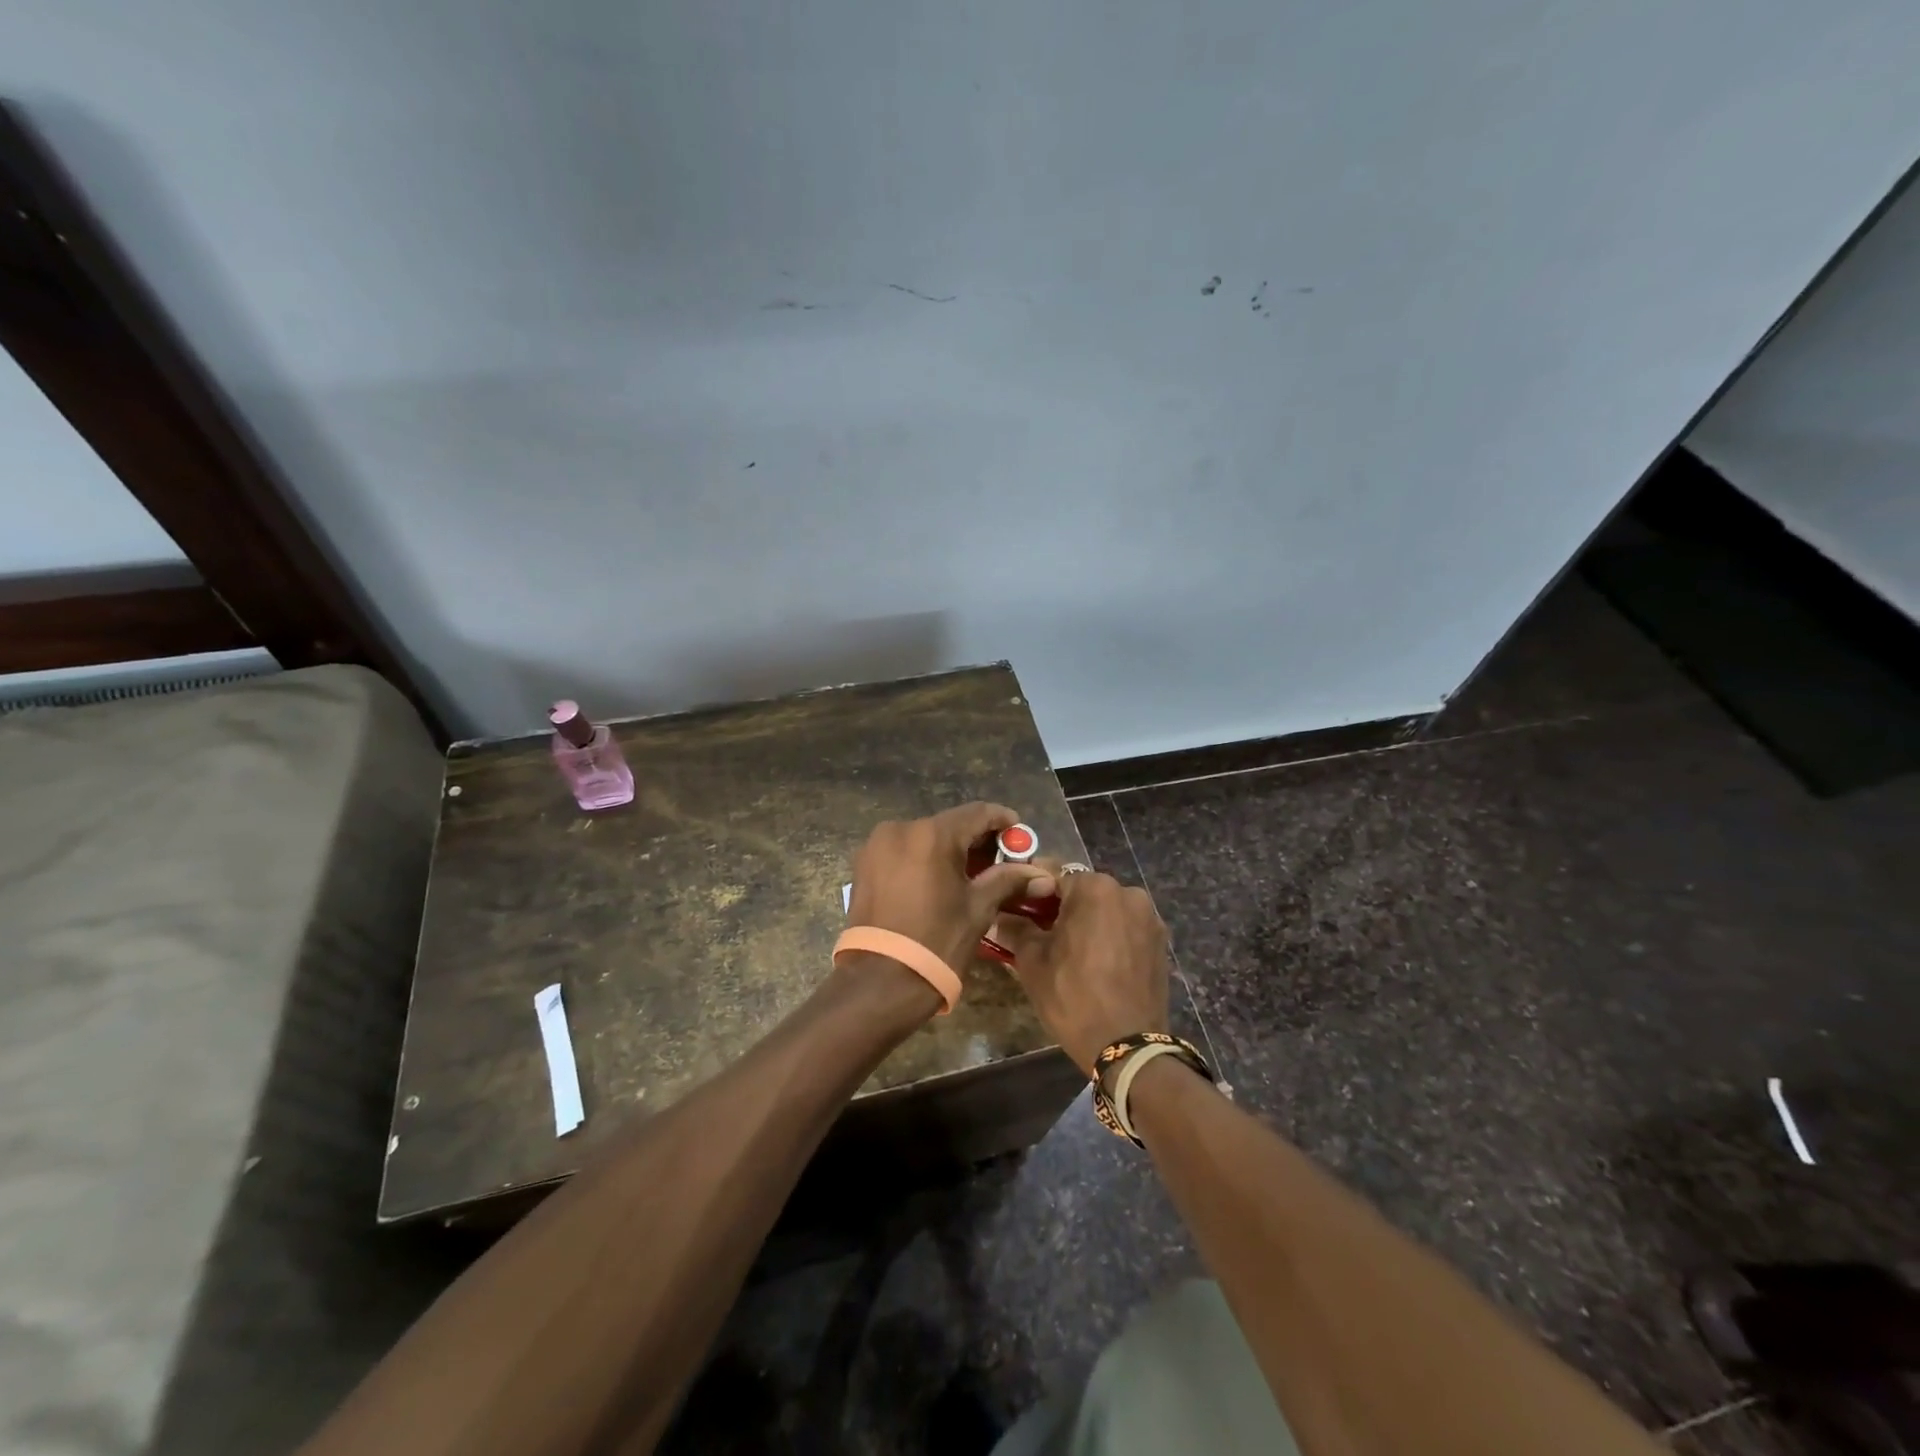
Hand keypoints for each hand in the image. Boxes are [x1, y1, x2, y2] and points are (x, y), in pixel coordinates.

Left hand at [847, 804, 1056, 977]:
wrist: (881, 983)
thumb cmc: (937, 943)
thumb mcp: (978, 909)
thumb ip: (1008, 880)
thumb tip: (1041, 875)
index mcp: (932, 835)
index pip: (977, 813)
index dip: (1003, 821)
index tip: (1020, 836)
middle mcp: (900, 829)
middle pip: (950, 824)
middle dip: (977, 840)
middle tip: (1001, 864)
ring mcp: (877, 846)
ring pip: (925, 837)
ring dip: (950, 850)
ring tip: (971, 877)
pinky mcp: (864, 865)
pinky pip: (904, 851)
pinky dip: (925, 860)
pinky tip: (940, 883)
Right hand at [992, 866, 1169, 1073]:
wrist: (1127, 1046)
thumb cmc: (1073, 996)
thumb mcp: (1032, 962)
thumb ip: (1015, 929)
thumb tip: (998, 916)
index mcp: (1095, 888)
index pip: (1054, 874)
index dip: (1032, 890)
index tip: (1018, 907)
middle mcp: (1127, 892)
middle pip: (1084, 890)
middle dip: (1062, 906)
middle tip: (1040, 932)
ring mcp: (1149, 917)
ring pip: (1107, 909)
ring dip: (1088, 921)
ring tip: (1070, 951)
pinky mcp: (1161, 942)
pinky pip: (1126, 928)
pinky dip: (1110, 936)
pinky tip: (1097, 962)